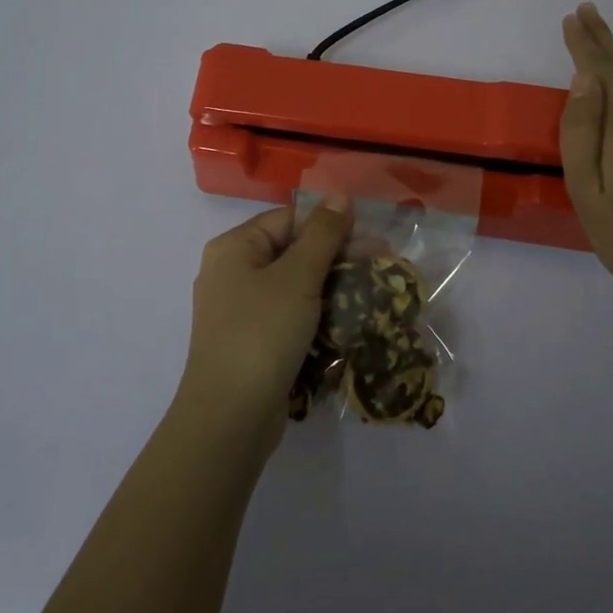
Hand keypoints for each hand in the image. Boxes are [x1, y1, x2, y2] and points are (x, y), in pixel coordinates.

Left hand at [179, 199, 351, 444]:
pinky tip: (347, 321)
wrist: (230, 418)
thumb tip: (339, 195)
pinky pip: (289, 315)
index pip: (288, 219)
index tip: (370, 240)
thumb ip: (322, 234)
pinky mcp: (252, 341)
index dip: (330, 224)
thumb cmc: (262, 334)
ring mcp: (240, 310)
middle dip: (336, 257)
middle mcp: (232, 272)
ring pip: (294, 285)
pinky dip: (316, 314)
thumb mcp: (297, 277)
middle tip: (382, 265)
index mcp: (234, 248)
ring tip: (372, 294)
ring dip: (331, 287)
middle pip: (292, 251)